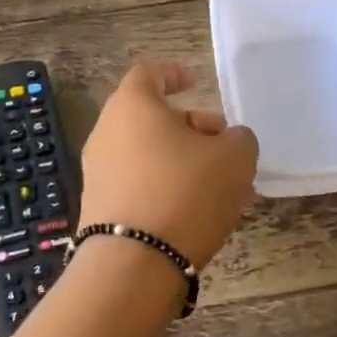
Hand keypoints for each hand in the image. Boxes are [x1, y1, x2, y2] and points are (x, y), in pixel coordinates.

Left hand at [77, 62, 258, 269]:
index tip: (195, 83)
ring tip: (221, 187)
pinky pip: (138, 185)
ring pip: (148, 154)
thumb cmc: (186, 192)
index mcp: (133, 106)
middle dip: (190, 127)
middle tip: (223, 146)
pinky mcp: (98, 208)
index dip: (173, 74)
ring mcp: (98, 172)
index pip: (148, 74)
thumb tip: (228, 141)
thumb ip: (238, 139)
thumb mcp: (235, 158)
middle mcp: (107, 132)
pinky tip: (196, 212)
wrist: (134, 262)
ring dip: (183, 162)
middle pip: (150, 117)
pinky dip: (166, 188)